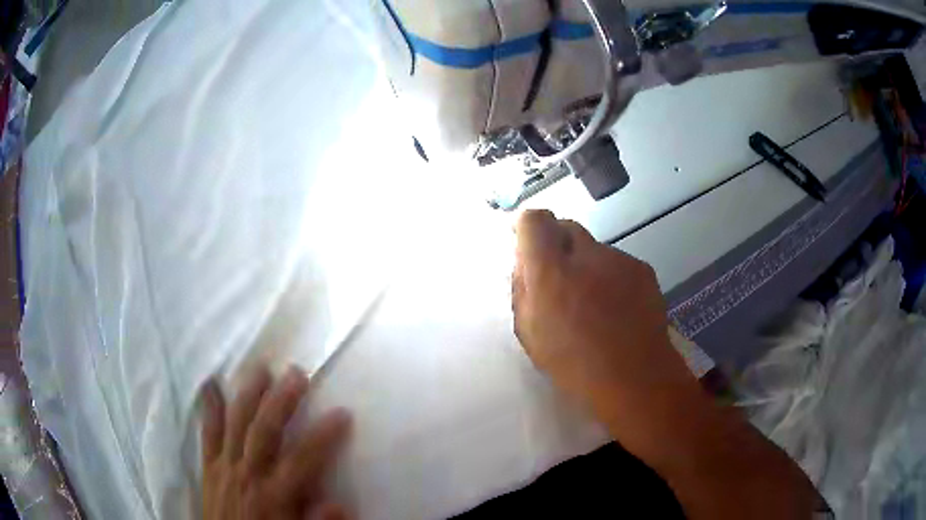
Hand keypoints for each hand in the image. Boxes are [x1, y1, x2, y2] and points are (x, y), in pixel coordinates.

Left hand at [201, 366, 351, 519]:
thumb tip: (340, 504)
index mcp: (274, 495)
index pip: (303, 459)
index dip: (323, 435)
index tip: (342, 413)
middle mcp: (248, 474)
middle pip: (265, 430)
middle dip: (281, 401)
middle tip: (296, 373)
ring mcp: (225, 467)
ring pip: (236, 423)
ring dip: (248, 394)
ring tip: (260, 368)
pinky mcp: (209, 466)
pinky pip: (208, 433)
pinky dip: (209, 408)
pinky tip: (210, 384)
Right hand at [511, 210, 703, 449]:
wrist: (636, 378)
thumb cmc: (574, 363)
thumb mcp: (530, 333)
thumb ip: (522, 290)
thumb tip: (524, 263)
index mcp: (551, 272)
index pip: (534, 221)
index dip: (527, 227)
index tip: (526, 245)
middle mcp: (586, 255)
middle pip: (566, 226)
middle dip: (557, 244)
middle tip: (559, 278)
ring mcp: (619, 259)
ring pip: (594, 249)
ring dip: (587, 265)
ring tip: (594, 304)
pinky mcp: (642, 269)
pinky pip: (618, 264)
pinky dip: (611, 278)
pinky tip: (618, 309)